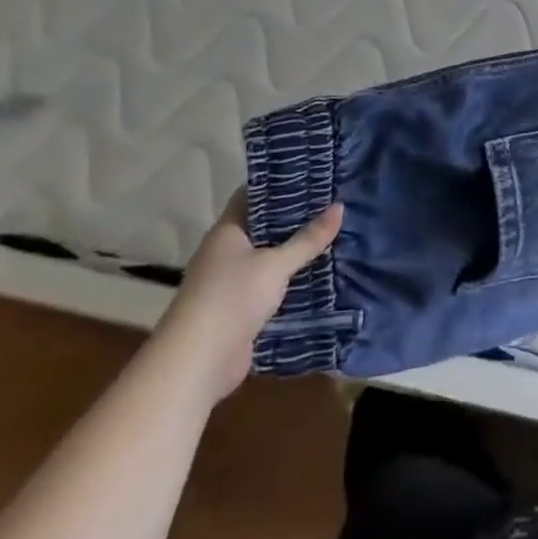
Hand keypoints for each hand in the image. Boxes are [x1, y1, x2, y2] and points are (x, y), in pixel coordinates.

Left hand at [154, 195, 342, 405]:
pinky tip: (318, 273)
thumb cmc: (232, 298)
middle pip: (263, 226)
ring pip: (268, 257)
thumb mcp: (276, 264)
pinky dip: (289, 280)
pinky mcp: (239, 310)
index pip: (253, 195)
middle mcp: (225, 252)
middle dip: (294, 218)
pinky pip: (269, 285)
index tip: (311, 174)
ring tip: (331, 234)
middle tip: (331, 203)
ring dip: (293, 252)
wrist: (197, 363)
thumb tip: (340, 207)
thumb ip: (308, 239)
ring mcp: (230, 282)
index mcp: (227, 231)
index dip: (279, 183)